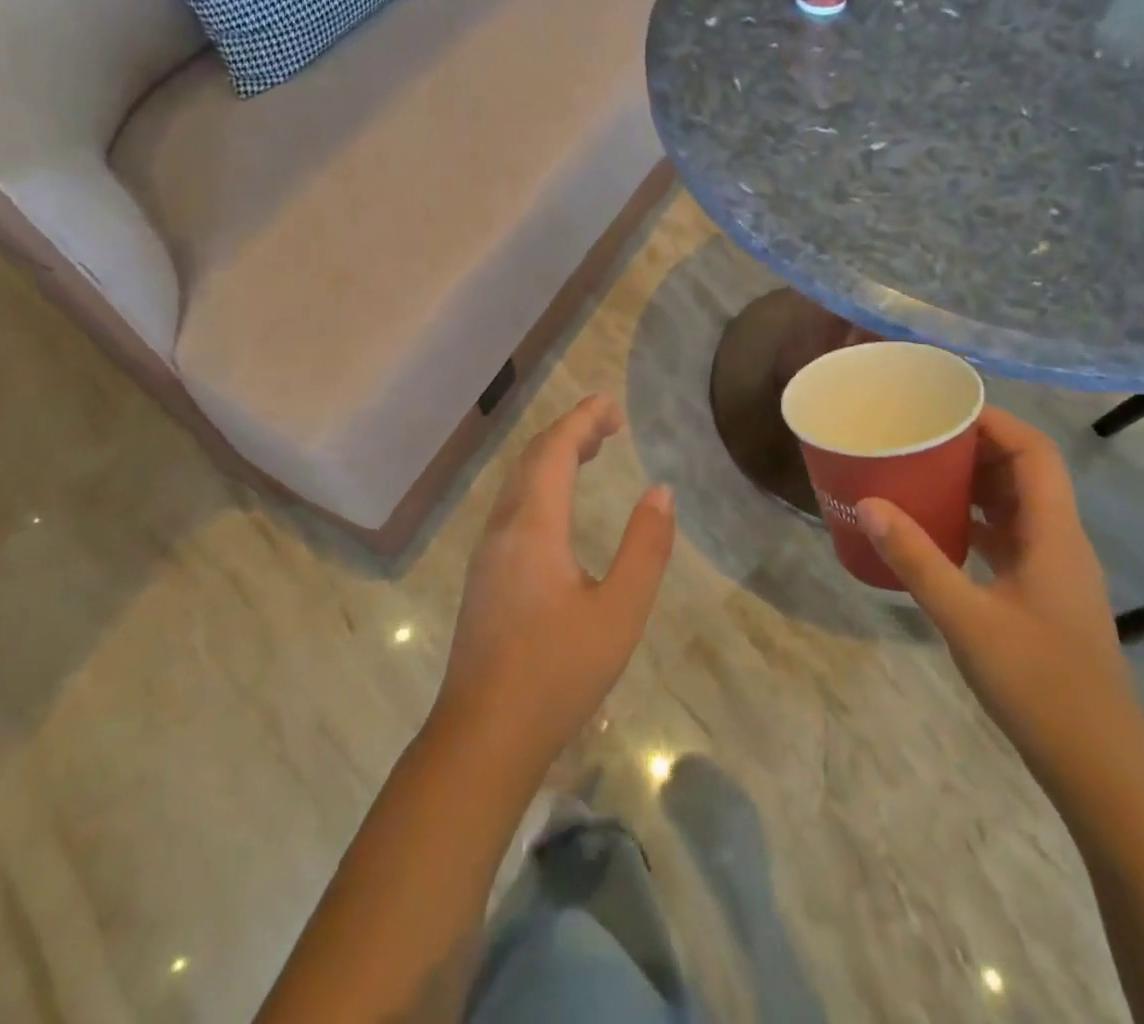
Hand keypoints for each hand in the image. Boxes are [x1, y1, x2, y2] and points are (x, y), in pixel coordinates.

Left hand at [433, 395, 675, 766]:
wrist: (483, 737)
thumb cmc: (557, 673)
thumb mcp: (619, 613)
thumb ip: (644, 548)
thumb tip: (660, 492)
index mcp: (533, 526)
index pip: (555, 450)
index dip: (583, 419)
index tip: (613, 405)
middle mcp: (504, 527)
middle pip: (533, 458)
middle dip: (571, 431)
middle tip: (611, 423)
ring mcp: (488, 551)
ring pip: (519, 482)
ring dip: (553, 456)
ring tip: (591, 451)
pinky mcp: (484, 574)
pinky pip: (514, 506)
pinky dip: (541, 484)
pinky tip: (560, 505)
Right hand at [858, 407, 1143, 787]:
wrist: (1098, 765)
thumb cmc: (1039, 686)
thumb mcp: (967, 619)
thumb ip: (918, 560)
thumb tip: (869, 504)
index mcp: (1054, 535)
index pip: (1035, 453)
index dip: (996, 422)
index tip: (944, 409)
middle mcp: (1059, 541)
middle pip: (1025, 472)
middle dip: (976, 446)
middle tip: (920, 436)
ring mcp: (1053, 569)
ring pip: (1016, 505)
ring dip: (975, 482)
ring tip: (921, 469)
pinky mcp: (1042, 593)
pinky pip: (1008, 536)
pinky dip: (975, 520)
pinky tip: (937, 527)